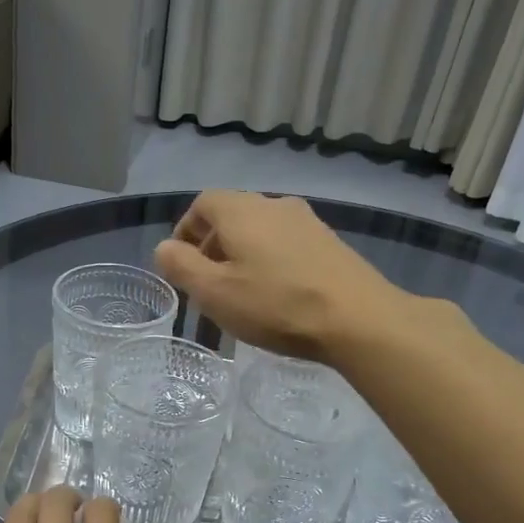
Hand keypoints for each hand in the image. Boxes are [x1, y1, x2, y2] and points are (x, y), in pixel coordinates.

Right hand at [153, 191, 402, 361]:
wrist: (358, 318)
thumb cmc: (276, 305)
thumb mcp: (215, 292)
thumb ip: (182, 266)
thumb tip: (165, 248)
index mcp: (242, 210)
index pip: (202, 204)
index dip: (186, 231)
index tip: (182, 264)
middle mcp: (275, 205)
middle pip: (232, 215)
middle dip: (213, 245)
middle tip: (208, 284)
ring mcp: (308, 222)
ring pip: (261, 230)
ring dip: (243, 254)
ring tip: (242, 292)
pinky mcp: (330, 243)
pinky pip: (287, 244)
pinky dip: (271, 261)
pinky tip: (277, 294)